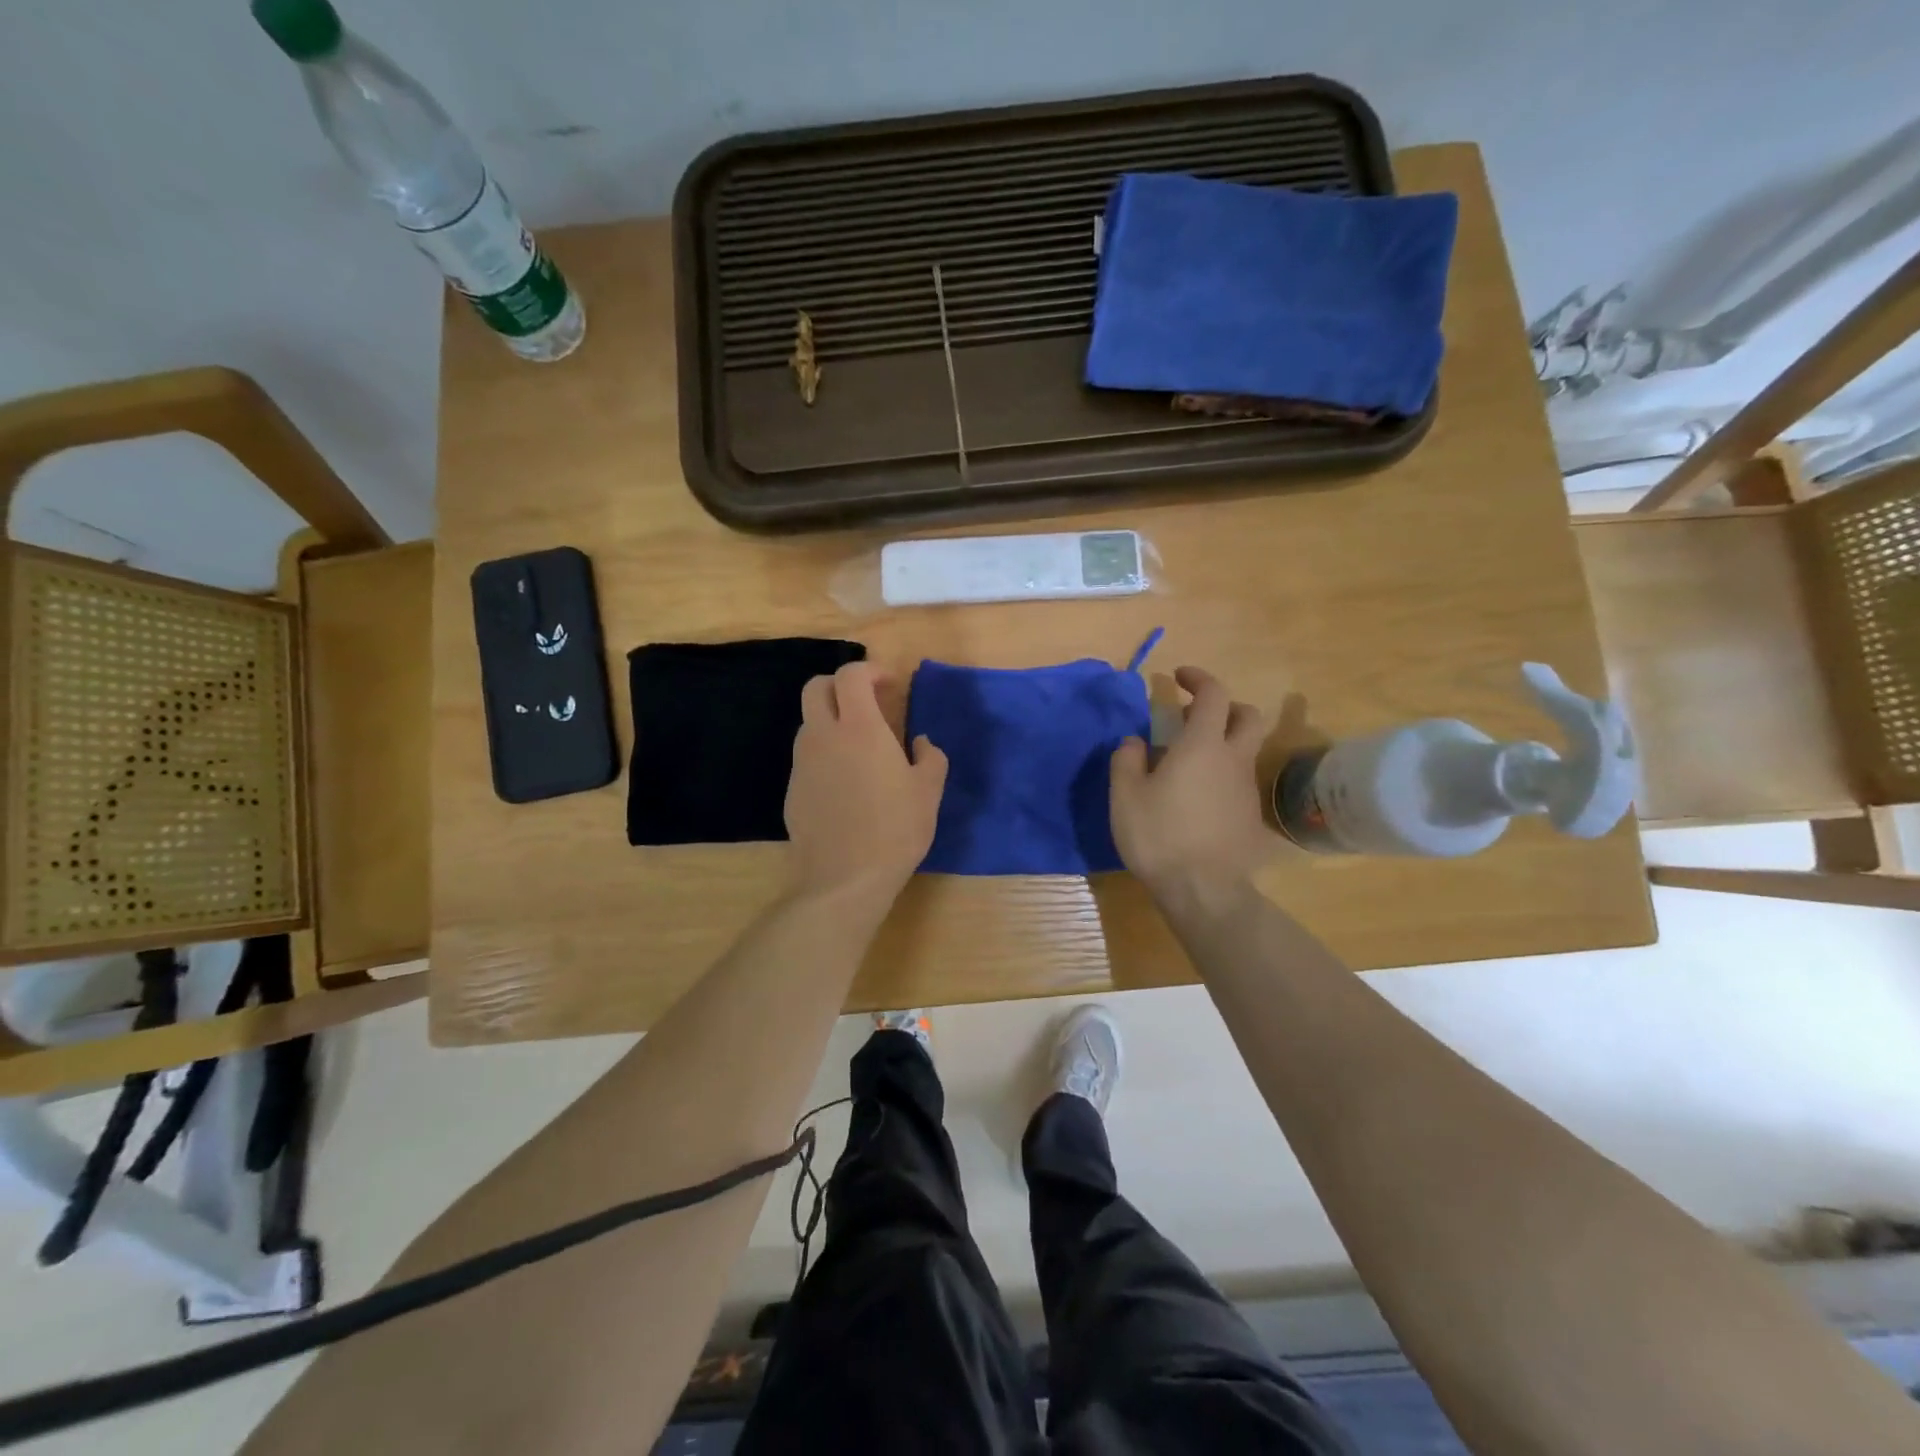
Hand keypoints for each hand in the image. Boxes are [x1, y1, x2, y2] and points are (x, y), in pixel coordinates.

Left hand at [785, 661, 947, 906]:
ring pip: (809, 722)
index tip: (890, 686)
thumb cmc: (894, 830)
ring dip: (832, 720)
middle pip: (816, 687)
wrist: (843, 879)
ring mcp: (802, 763)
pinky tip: (846, 783)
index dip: (870, 671)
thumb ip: (930, 757)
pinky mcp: (792, 790)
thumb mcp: (928, 792)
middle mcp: (823, 736)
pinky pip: (807, 757)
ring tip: (860, 747)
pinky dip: (825, 753)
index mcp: (859, 728)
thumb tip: (921, 743)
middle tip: (868, 703)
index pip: (850, 675)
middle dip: (840, 685)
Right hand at [1110, 666, 1274, 903]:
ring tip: (1187, 764)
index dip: (1198, 678)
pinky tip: (1198, 800)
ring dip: (1222, 744)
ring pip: (1245, 750)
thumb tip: (1134, 740)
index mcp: (1202, 745)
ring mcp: (1247, 789)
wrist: (1203, 890)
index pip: (1212, 694)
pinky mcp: (1251, 817)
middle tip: (1194, 717)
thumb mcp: (1125, 796)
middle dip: (1225, 707)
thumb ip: (1127, 759)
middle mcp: (1233, 759)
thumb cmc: (1159, 835)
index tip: (1179, 677)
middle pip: (1247, 716)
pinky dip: (1222, 777)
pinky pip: (1239, 783)